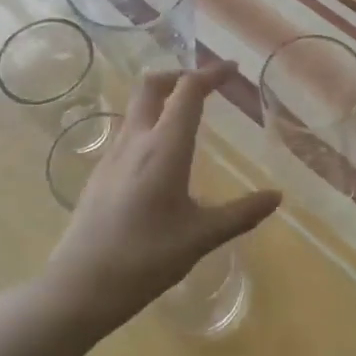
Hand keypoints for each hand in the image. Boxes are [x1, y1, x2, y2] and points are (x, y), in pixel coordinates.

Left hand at [38, 61, 280, 336]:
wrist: (79, 285)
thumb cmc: (145, 259)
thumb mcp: (200, 238)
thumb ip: (241, 214)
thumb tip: (276, 197)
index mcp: (164, 147)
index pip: (188, 91)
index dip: (211, 73)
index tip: (232, 69)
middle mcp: (136, 140)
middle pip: (152, 85)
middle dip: (179, 75)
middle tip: (205, 85)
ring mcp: (112, 155)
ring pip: (136, 107)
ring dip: (162, 99)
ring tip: (187, 117)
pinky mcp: (99, 173)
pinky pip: (127, 132)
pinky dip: (149, 124)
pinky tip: (161, 157)